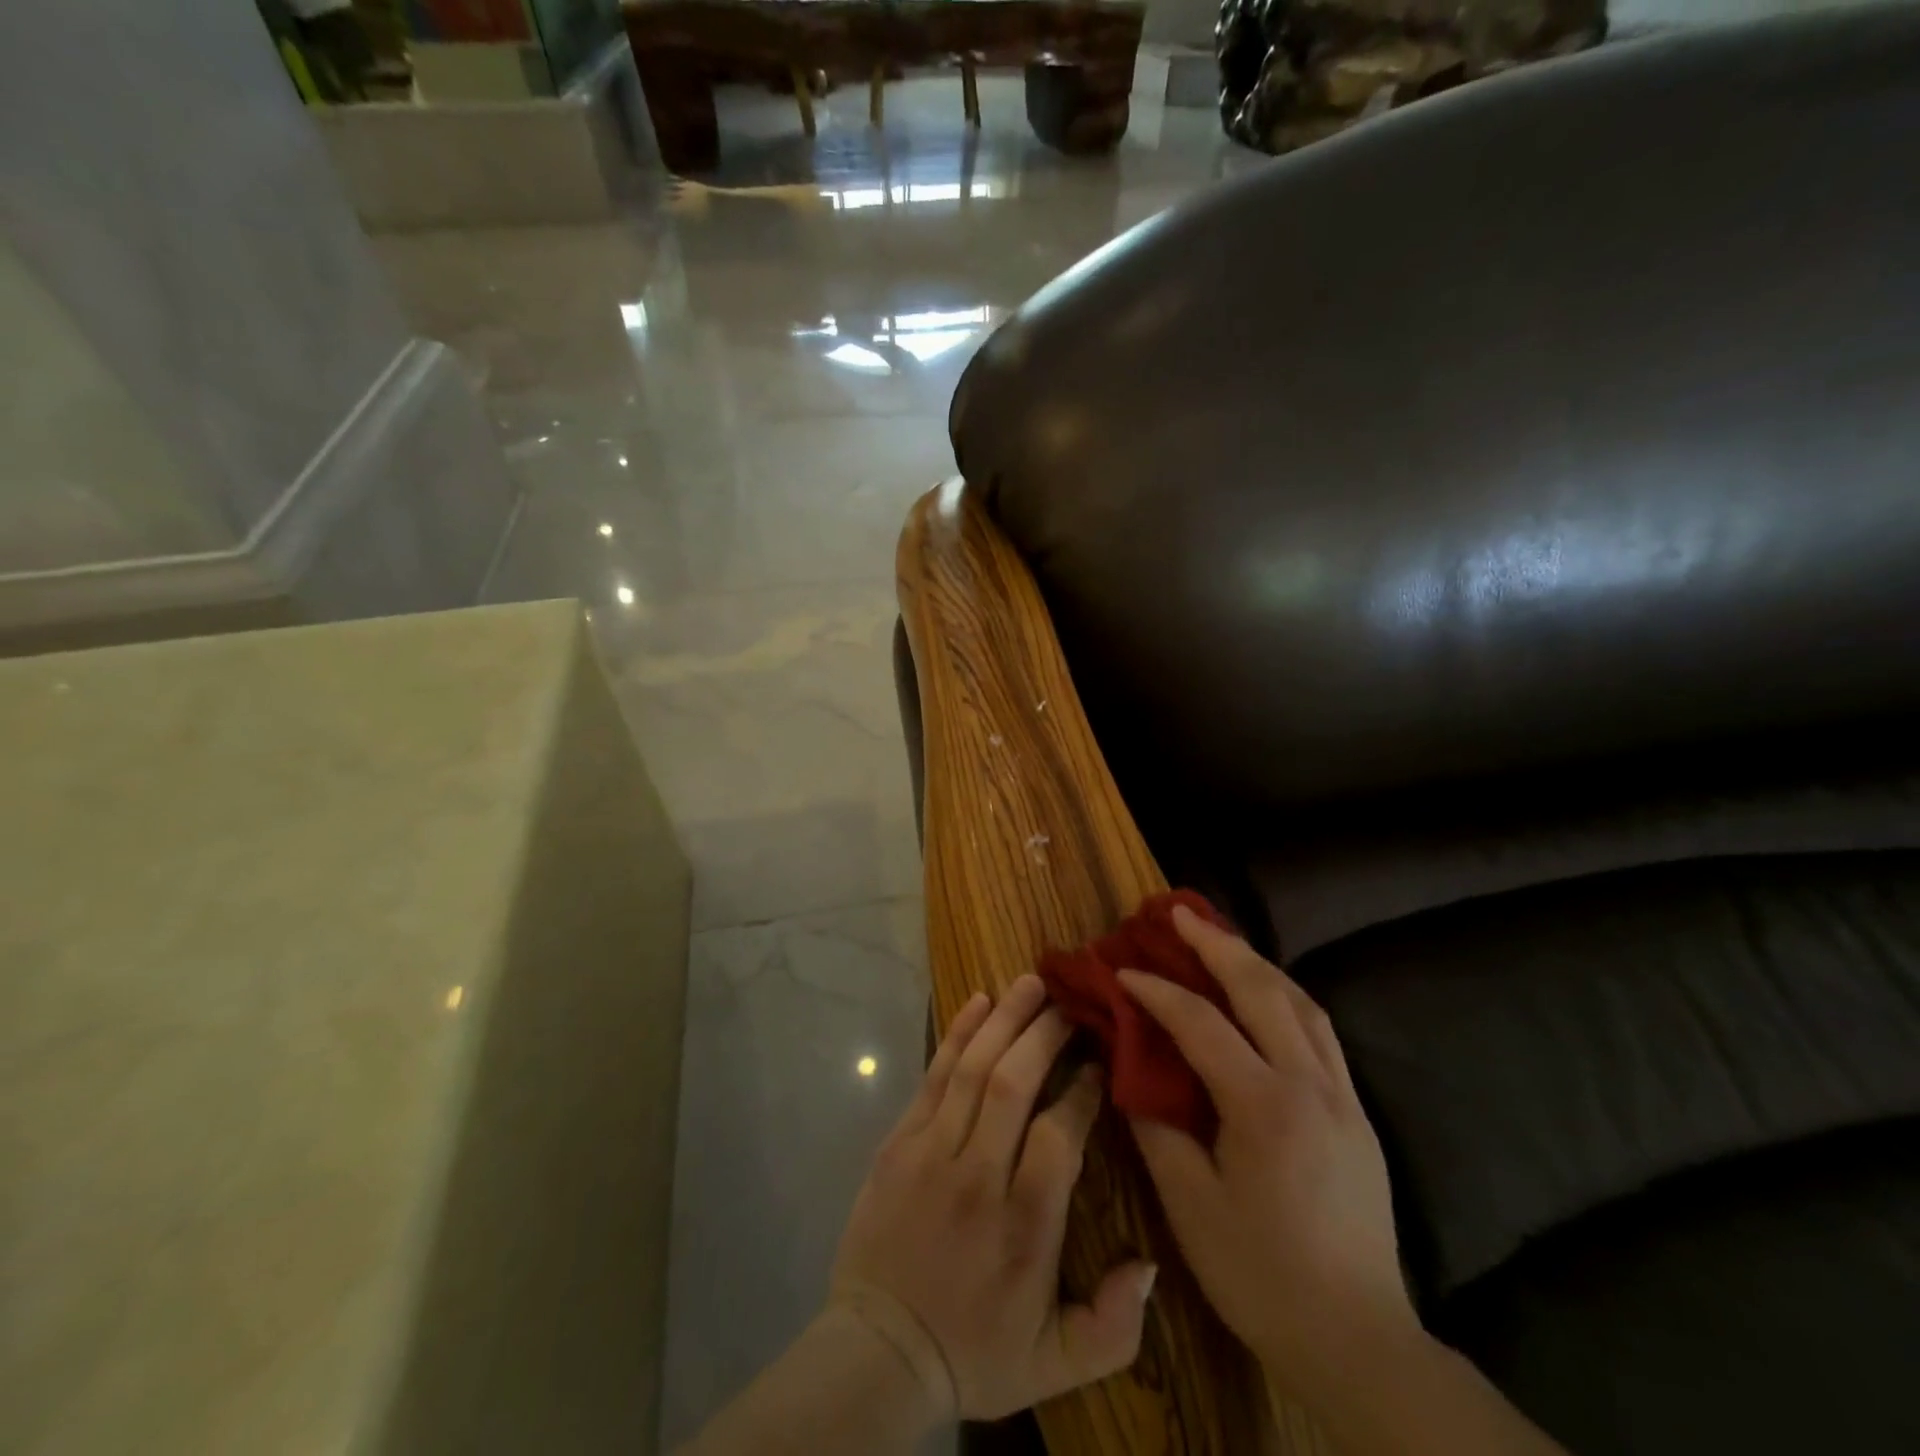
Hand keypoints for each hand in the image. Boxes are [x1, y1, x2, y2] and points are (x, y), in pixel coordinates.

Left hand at [830, 975, 1157, 1421]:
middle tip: (1069, 1003)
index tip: (1099, 1062)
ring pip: (973, 1068)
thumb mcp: (1056, 1364)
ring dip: (1005, 1018)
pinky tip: (978, 1002)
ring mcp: (932, 1151)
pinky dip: (957, 1034)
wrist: (879, 1351)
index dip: (1083, 1090)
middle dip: (1045, 1034)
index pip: (1061, 1134)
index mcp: (1024, 1224)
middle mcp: (978, 1175)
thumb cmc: (975, 1350)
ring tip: (1031, 981)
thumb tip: (1150, 1263)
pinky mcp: (899, 1141)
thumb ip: (1114, 1325)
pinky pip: (933, 1075)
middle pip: (1013, 1083)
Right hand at [1121, 906, 1417, 1403]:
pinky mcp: (1357, 1112)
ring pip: (1300, 1002)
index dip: (1156, 990)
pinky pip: (1320, 1030)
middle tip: (1179, 912)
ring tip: (1220, 939)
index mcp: (1264, 1105)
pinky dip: (1286, 996)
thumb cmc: (1260, 1274)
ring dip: (1256, 962)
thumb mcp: (1190, 1204)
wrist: (1357, 1337)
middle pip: (1261, 990)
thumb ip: (1155, 1125)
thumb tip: (1128, 1068)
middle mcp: (1309, 1084)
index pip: (1200, 1023)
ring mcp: (1342, 1095)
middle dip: (1216, 944)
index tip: (1122, 970)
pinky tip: (1266, 994)